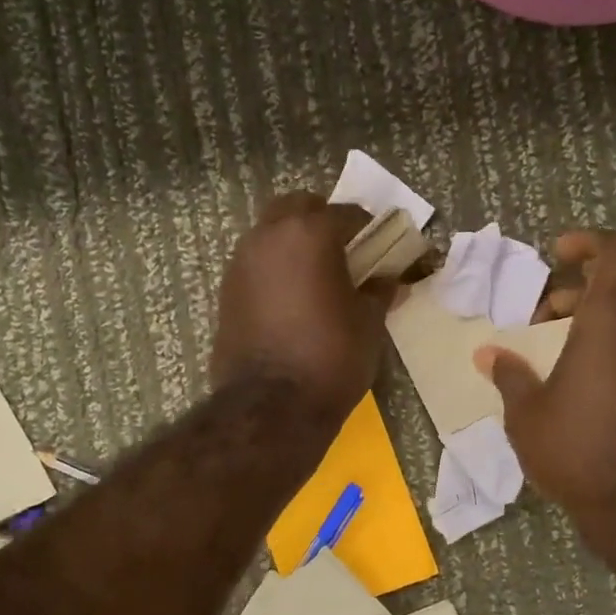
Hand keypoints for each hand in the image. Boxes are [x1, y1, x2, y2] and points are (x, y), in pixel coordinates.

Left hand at [212, 192, 391, 425]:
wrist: (271, 407)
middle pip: (298, 207)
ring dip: (295, 243)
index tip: (382, 247)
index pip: (346, 214)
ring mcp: (241, 263)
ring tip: (318, 277)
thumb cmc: (331, 357)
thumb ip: (379, 291)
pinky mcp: (226, 292)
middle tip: (346, 253)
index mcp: (309, 233)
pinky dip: (276, 269)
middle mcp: (268, 236)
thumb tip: (389, 279)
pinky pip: (256, 264)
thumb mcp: (369, 323)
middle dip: (323, 221)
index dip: (369, 229)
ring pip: (271, 233)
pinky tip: (293, 300)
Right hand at [474, 230, 615, 533]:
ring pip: (615, 321)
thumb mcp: (525, 411)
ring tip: (538, 356)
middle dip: (568, 294)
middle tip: (532, 323)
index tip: (556, 253)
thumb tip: (487, 354)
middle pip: (610, 288)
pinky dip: (591, 350)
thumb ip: (507, 374)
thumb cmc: (573, 446)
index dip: (589, 241)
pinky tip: (560, 385)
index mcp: (608, 322)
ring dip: (577, 325)